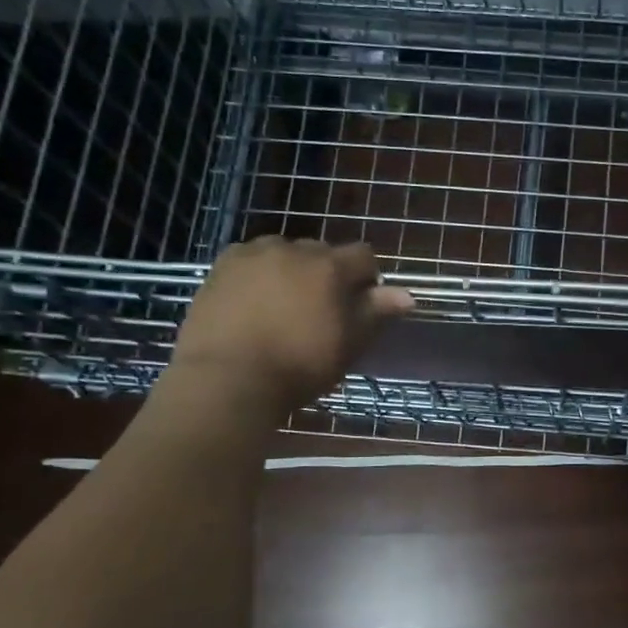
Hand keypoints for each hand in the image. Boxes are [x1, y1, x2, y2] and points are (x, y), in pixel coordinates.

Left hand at [165, 238, 414, 417]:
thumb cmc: (299, 366)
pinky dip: (258, 274)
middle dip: (327, 274)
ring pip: (284, 253)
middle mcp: (293, 249)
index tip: (360, 306)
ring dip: (291, 270)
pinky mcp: (221, 266)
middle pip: (322, 252)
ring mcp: (253, 254)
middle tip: (319, 311)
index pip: (364, 256)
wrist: (227, 378)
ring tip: (282, 306)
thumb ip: (376, 313)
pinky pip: (250, 260)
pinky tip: (252, 303)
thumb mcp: (348, 344)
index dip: (367, 279)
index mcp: (330, 267)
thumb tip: (407, 295)